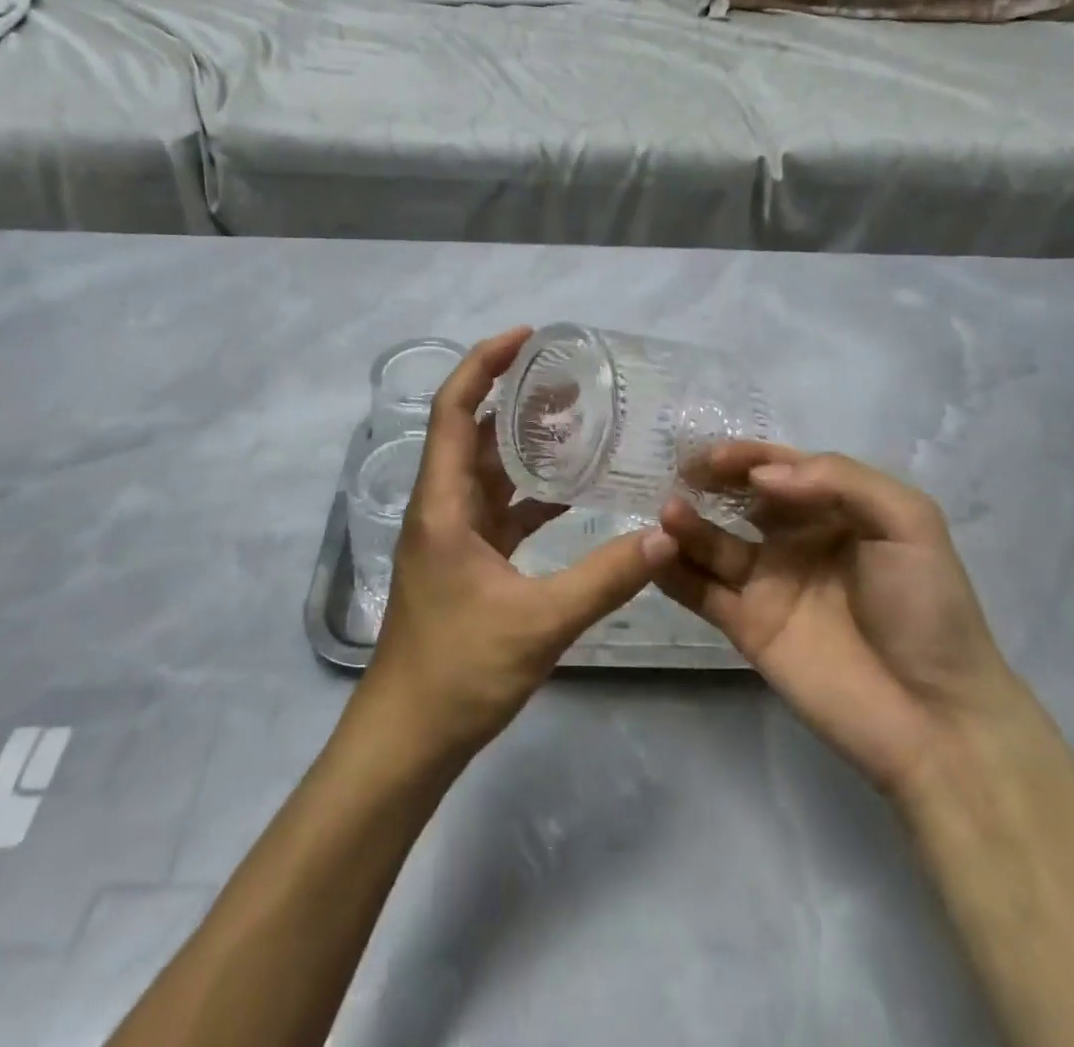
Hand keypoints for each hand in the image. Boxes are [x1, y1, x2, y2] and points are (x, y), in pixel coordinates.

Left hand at [358, 327, 678, 764]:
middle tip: (569, 379)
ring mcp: (451, 535)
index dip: (484, 365)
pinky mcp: (465, 560)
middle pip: (472, 432)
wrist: (409, 738)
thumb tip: (665, 535)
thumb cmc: (459, 671)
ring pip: (486, 469)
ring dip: (522, 442)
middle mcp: (441, 508)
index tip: (527, 336)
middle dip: (514, 397)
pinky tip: (570, 490)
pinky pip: (499, 508)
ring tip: (574, 419)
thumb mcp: (540, 622)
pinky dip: (530, 491)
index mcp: (442, 504)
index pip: (453, 410)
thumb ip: (606, 577)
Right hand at [656, 443, 1022, 799]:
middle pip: (740, 500)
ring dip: (686, 524)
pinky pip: (700, 591)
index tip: (714, 456)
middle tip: (680, 474)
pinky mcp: (746, 626)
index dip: (747, 457)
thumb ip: (839, 480)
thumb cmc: (927, 608)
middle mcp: (796, 541)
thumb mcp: (907, 522)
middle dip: (709, 481)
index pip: (781, 469)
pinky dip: (672, 572)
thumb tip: (761, 478)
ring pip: (713, 543)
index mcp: (836, 511)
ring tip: (668, 513)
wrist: (935, 717)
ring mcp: (768, 584)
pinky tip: (653, 554)